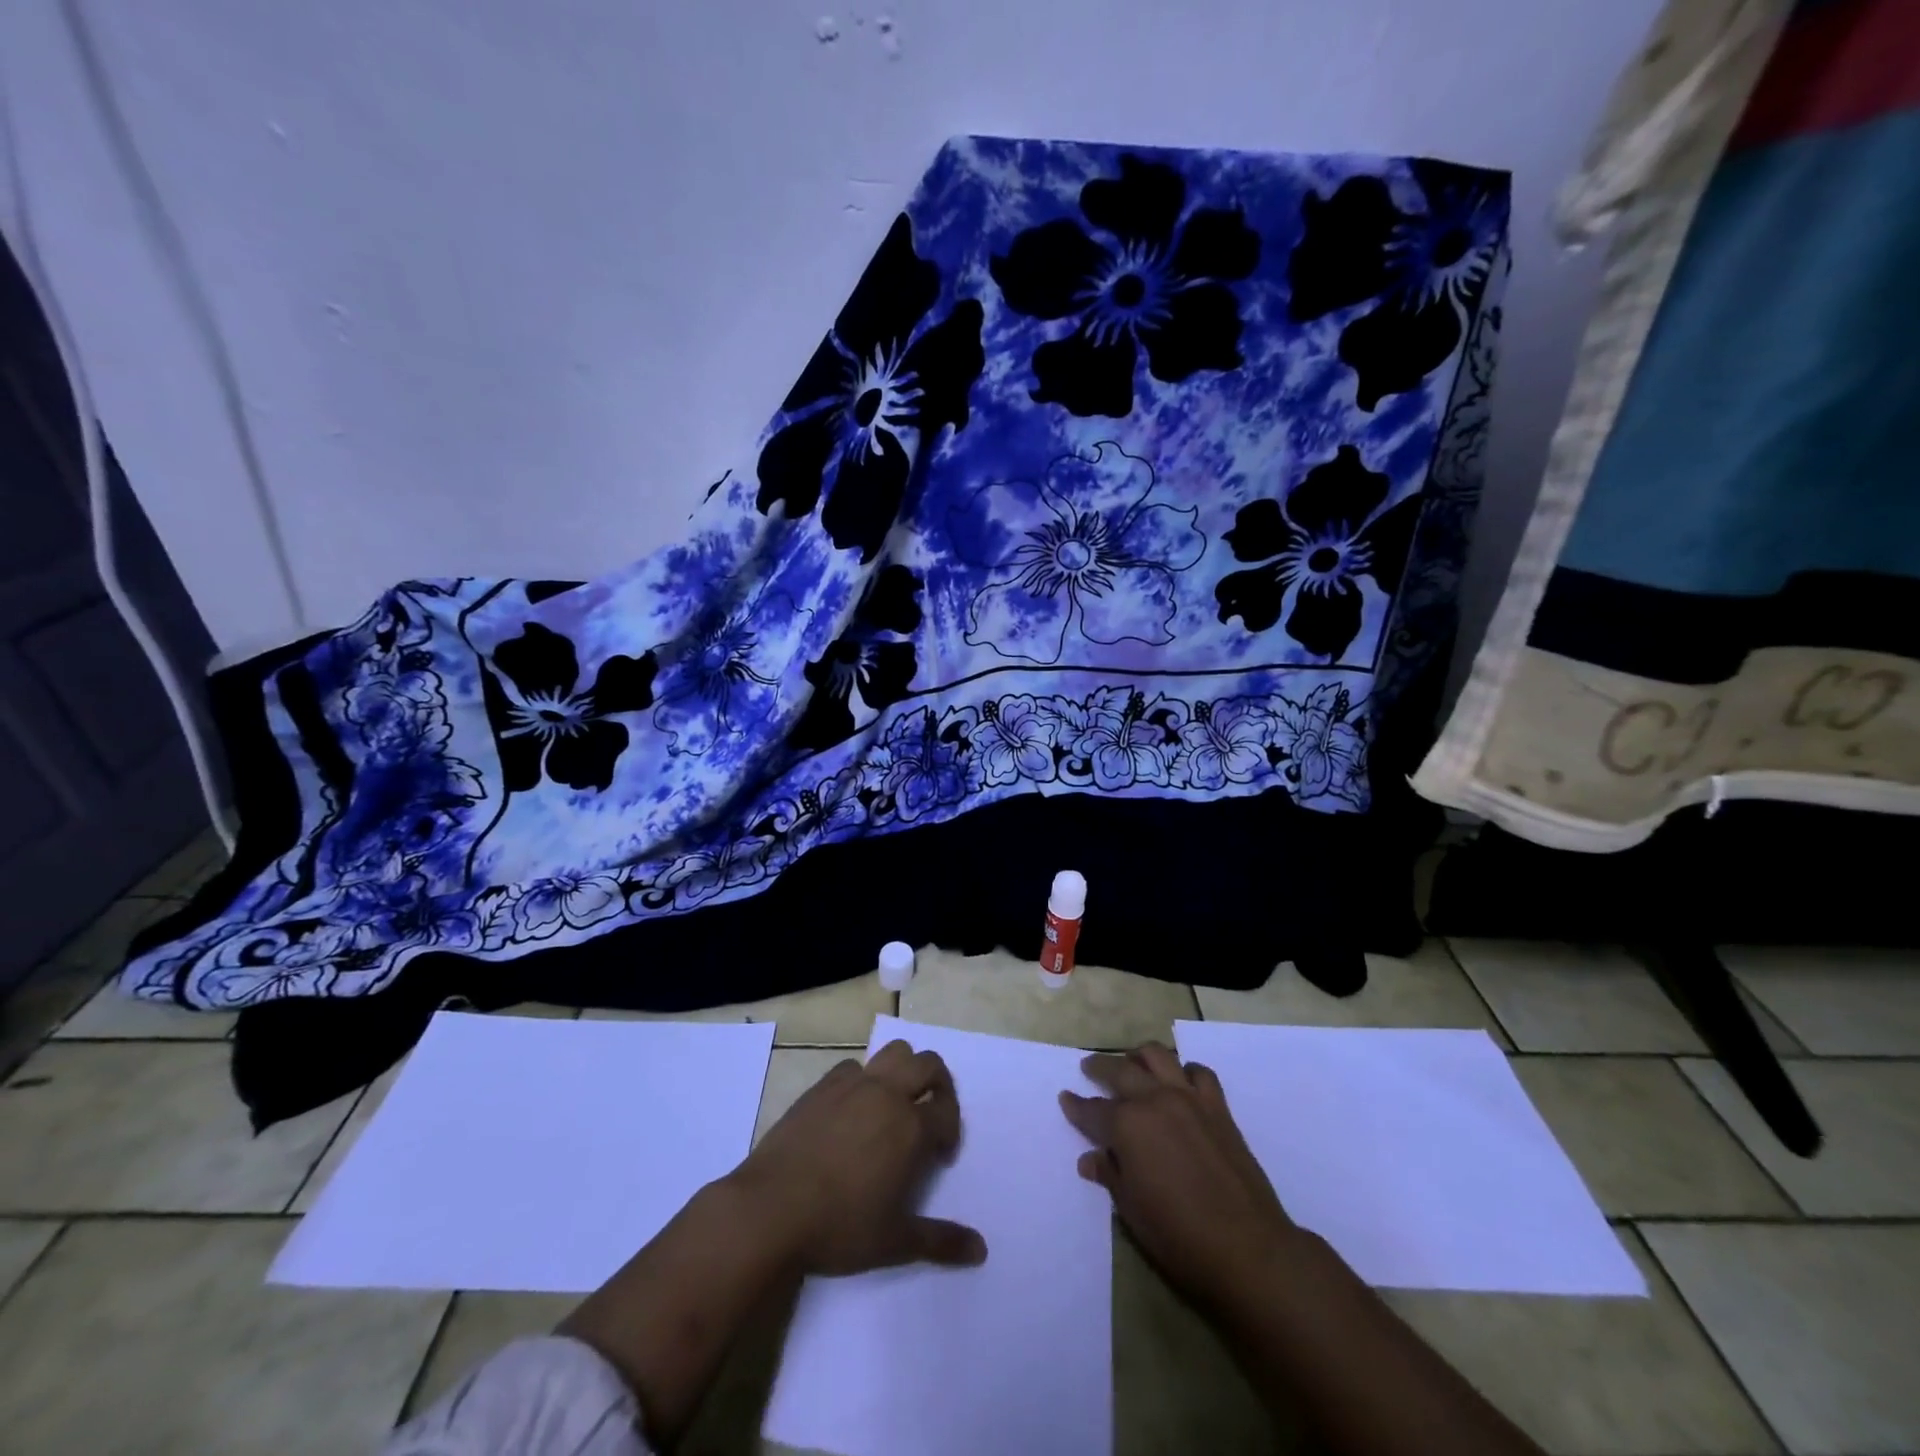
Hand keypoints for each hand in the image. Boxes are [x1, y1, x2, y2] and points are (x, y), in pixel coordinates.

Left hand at [730, 1039, 986, 1275]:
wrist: (770, 1209)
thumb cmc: (838, 1227)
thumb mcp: (895, 1242)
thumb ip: (941, 1241)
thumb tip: (981, 1250)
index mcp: (911, 1127)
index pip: (948, 1110)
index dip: (951, 1130)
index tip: (941, 1155)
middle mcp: (887, 1094)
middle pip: (928, 1063)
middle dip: (939, 1083)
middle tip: (931, 1113)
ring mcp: (853, 1084)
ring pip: (893, 1051)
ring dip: (904, 1069)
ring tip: (896, 1102)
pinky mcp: (822, 1085)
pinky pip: (853, 1066)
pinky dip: (862, 1079)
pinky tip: (851, 1110)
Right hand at [1060, 1042, 1295, 1312]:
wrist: (1248, 1248)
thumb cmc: (1179, 1236)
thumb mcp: (1131, 1210)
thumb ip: (1110, 1174)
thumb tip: (1091, 1158)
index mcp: (1127, 1125)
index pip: (1092, 1110)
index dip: (1076, 1106)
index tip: (1066, 1097)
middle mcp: (1154, 1100)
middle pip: (1121, 1070)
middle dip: (1100, 1067)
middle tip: (1089, 1068)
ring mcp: (1189, 1099)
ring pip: (1158, 1056)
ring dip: (1140, 1056)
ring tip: (1133, 1063)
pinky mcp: (1218, 1108)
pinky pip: (1200, 1073)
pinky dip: (1185, 1071)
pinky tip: (1181, 1082)